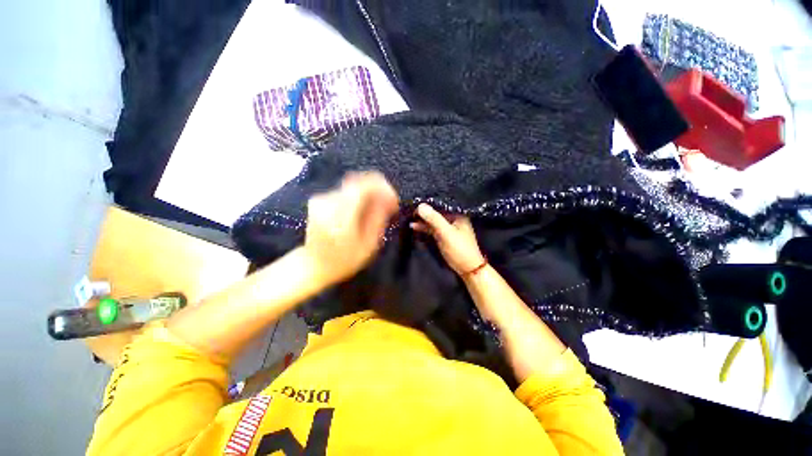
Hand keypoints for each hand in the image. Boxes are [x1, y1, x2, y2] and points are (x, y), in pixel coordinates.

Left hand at [305, 172, 398, 285]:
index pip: (365, 186)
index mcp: (340, 215)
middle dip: (379, 190)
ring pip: (354, 185)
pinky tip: (364, 210)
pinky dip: (359, 196)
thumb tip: (388, 199)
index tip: (394, 202)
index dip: (384, 188)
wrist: (313, 265)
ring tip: (379, 210)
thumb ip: (378, 218)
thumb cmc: (344, 261)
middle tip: (389, 206)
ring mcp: (322, 198)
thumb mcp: (368, 245)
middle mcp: (328, 201)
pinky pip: (346, 190)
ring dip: (369, 194)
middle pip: (360, 181)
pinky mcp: (320, 198)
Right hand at [412, 203, 485, 275]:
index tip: (414, 201)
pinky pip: (432, 229)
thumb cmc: (460, 249)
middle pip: (436, 211)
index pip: (441, 204)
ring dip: (422, 220)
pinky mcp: (443, 236)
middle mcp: (453, 218)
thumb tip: (420, 205)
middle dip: (424, 211)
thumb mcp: (446, 233)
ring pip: (433, 220)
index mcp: (458, 214)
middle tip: (409, 208)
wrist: (468, 269)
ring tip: (408, 217)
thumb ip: (434, 219)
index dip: (428, 202)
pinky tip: (414, 226)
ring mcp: (448, 227)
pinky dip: (424, 228)